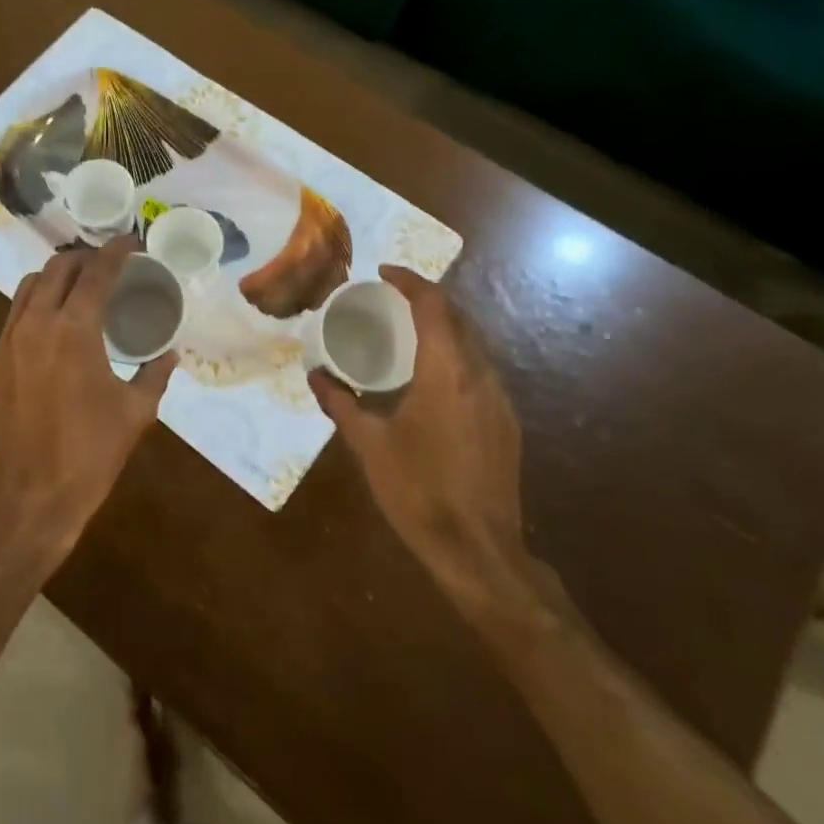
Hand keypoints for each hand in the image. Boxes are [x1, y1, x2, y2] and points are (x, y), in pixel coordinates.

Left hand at [0, 237, 177, 568]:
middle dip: (86, 258)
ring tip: (82, 287)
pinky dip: (38, 302)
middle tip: (111, 266)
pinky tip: (56, 322)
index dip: (117, 250)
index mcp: (74, 330)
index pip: (96, 272)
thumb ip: (154, 375)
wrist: (27, 500)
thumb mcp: (134, 414)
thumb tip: (169, 353)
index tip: (133, 242)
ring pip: (30, 286)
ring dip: (57, 276)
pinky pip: (16, 313)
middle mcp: (36, 324)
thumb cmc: (88, 456)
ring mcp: (9, 342)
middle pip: (58, 268)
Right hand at [308, 266, 534, 616]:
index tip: (384, 273)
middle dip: (427, 300)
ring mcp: (500, 400)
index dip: (410, 281)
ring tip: (409, 333)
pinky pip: (481, 371)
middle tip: (392, 300)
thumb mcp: (368, 444)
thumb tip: (315, 375)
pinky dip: (457, 357)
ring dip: (444, 328)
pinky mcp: (507, 423)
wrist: (477, 550)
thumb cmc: (417, 490)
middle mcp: (480, 375)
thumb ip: (340, 403)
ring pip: (474, 345)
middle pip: (459, 319)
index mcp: (446, 372)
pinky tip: (434, 379)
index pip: (434, 306)